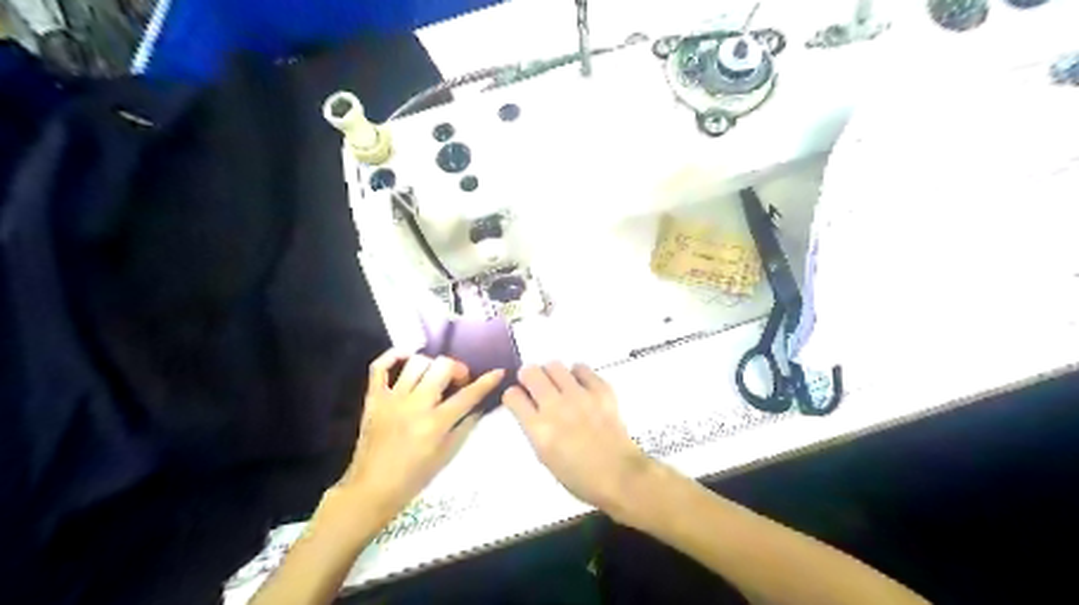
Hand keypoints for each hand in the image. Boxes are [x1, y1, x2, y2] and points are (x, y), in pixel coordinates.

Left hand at [339, 353, 504, 522]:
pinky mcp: (373, 399)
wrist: (371, 489)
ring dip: (432, 365)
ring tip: (434, 375)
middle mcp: (415, 406)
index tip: (498, 372)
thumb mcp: (447, 456)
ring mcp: (392, 399)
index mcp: (436, 424)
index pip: (468, 395)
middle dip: (457, 368)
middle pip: (442, 367)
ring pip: (416, 362)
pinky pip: (380, 367)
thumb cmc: (414, 478)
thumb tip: (479, 406)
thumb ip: (465, 427)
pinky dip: (394, 355)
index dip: (486, 381)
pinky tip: (407, 357)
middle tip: (459, 380)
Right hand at [502, 361, 653, 516]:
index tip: (518, 397)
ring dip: (551, 374)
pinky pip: (582, 368)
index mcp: (539, 430)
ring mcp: (580, 396)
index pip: (513, 396)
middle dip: (528, 377)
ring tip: (558, 384)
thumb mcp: (546, 458)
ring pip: (554, 366)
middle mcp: (556, 408)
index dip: (514, 395)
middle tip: (534, 384)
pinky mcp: (601, 390)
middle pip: (530, 372)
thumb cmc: (581, 477)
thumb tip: (530, 409)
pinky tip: (579, 385)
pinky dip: (577, 374)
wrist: (620, 476)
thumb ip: (535, 430)